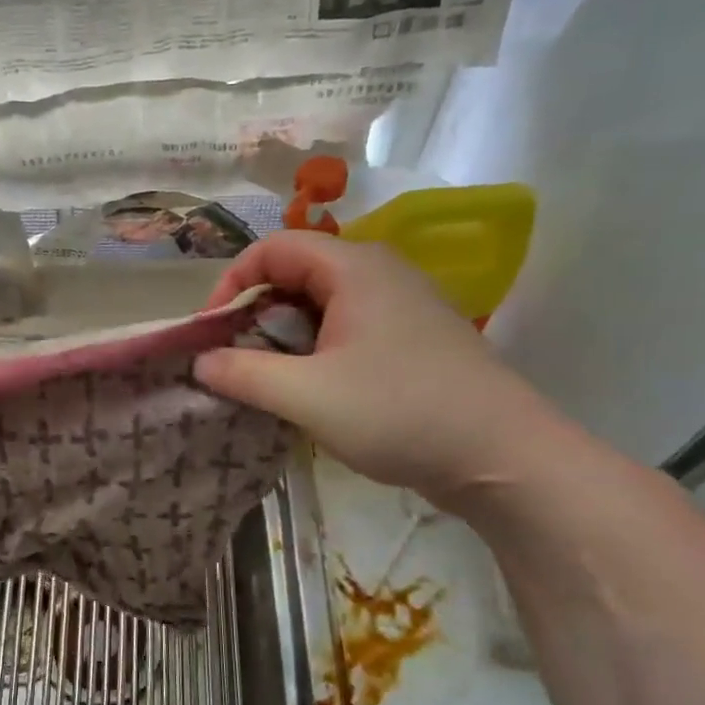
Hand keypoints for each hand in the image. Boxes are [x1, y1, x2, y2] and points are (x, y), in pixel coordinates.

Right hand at [193, 232, 557, 505]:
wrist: (504, 457)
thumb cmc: (399, 413)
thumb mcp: (305, 396)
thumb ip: (243, 374)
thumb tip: (201, 361)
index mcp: (354, 268)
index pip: (272, 248)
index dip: (231, 283)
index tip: (211, 332)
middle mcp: (379, 273)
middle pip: (296, 272)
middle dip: (254, 312)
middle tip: (234, 359)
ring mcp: (401, 305)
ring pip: (320, 303)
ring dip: (283, 335)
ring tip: (266, 379)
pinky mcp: (412, 338)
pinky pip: (346, 327)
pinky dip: (313, 349)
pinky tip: (309, 390)